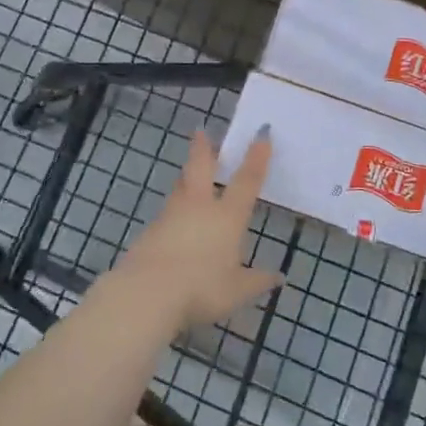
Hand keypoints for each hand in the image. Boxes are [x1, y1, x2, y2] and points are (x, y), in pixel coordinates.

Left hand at [105, 127, 278, 333]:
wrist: (147, 293)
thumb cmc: (201, 289)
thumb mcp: (237, 291)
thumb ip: (258, 281)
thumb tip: (279, 278)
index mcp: (227, 217)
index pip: (246, 180)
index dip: (256, 157)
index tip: (261, 132)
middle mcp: (199, 208)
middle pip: (201, 168)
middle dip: (203, 149)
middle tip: (200, 131)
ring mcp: (170, 217)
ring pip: (180, 189)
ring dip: (185, 178)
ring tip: (188, 175)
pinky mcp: (149, 232)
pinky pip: (165, 216)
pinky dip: (172, 214)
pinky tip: (173, 224)